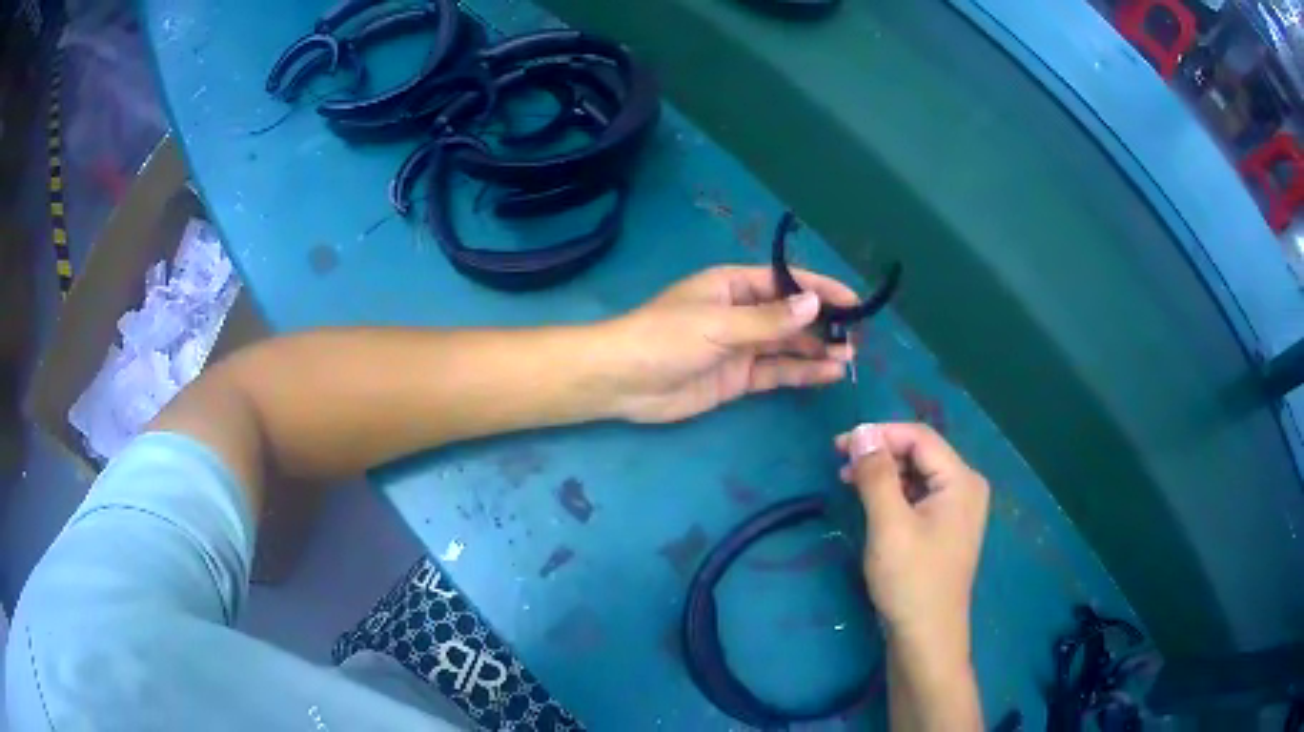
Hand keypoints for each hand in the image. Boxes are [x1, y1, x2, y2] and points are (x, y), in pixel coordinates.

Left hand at [603, 265, 858, 423]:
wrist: (623, 381)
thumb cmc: (665, 338)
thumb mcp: (718, 324)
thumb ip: (768, 319)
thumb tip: (815, 303)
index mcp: (733, 286)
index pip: (787, 282)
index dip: (822, 289)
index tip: (855, 302)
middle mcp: (741, 312)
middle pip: (791, 315)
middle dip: (824, 324)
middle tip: (859, 338)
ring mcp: (741, 347)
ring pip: (788, 345)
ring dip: (818, 350)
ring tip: (851, 359)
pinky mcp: (738, 378)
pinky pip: (776, 372)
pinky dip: (801, 372)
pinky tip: (828, 374)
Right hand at [835, 423, 988, 666]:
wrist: (926, 638)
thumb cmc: (910, 581)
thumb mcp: (889, 525)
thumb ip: (876, 474)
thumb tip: (861, 432)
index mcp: (961, 480)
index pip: (919, 438)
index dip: (879, 434)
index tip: (838, 445)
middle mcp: (966, 487)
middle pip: (920, 453)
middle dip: (880, 454)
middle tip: (840, 466)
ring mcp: (958, 509)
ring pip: (918, 475)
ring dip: (884, 474)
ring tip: (849, 483)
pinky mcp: (946, 528)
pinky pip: (919, 496)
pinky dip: (893, 494)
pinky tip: (871, 504)